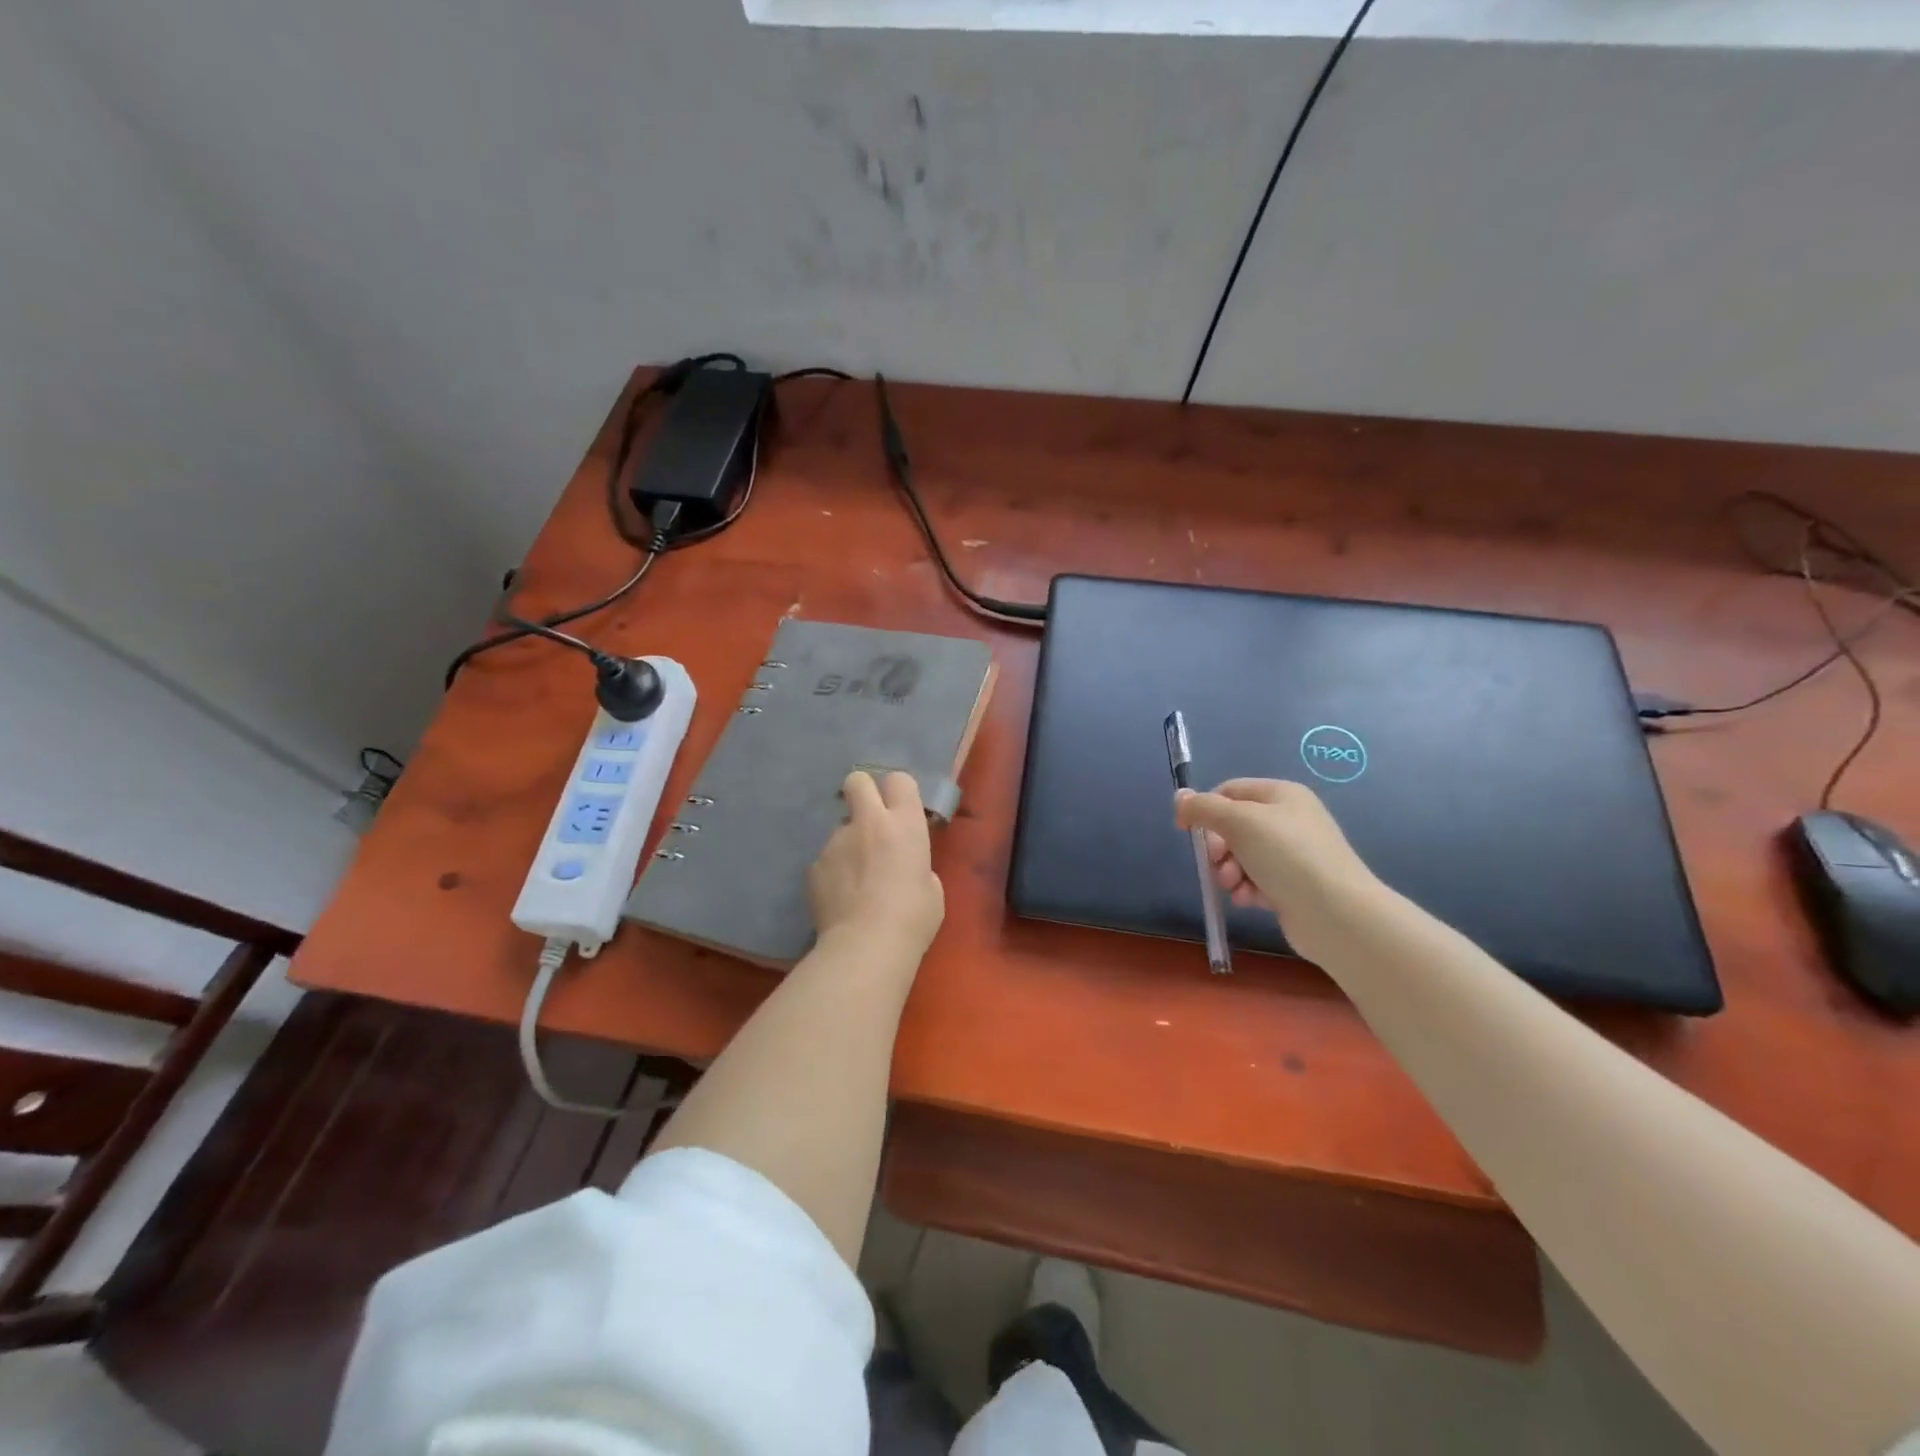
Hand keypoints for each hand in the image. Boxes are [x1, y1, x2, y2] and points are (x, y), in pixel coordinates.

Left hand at [807, 771, 945, 961]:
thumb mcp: (932, 889)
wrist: (866, 945)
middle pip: (858, 780)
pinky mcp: (814, 866)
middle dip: (862, 792)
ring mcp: (836, 842)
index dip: (898, 792)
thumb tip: (905, 869)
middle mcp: (867, 822)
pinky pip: (826, 860)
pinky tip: (841, 899)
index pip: (899, 779)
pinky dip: (833, 873)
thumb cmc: (913, 918)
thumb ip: (917, 867)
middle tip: (870, 821)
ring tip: (856, 881)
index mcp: (904, 824)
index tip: (900, 811)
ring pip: (840, 828)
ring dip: (848, 845)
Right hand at [1174, 779, 1380, 958]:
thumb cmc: (1287, 856)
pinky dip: (1246, 889)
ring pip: (1242, 856)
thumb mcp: (1238, 822)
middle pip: (1233, 826)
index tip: (1187, 832)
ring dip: (1228, 871)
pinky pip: (1257, 880)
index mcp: (1281, 795)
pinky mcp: (1294, 886)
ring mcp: (1294, 854)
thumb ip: (1203, 808)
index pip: (1229, 791)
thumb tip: (1180, 799)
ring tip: (1233, 887)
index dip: (1204, 808)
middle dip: (1218, 847)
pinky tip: (1247, 900)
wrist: (1337, 914)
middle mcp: (1289, 820)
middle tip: (1216, 863)